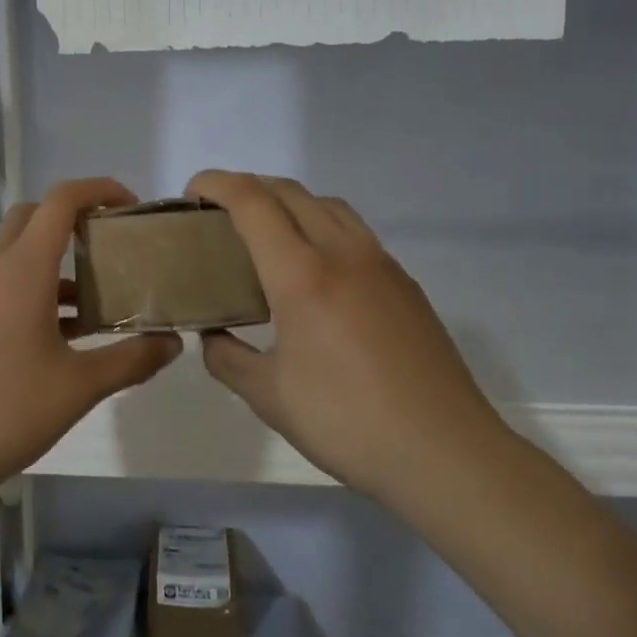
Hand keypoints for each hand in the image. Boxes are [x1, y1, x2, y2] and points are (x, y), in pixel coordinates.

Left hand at [0, 178, 179, 503]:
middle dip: (73, 218)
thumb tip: (173, 344)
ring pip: (15, 251)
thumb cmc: (6, 410)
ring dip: (53, 257)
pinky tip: (61, 331)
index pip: (61, 201)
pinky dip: (34, 286)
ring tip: (95, 295)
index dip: (99, 190)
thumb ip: (132, 360)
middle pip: (33, 216)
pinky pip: (2, 281)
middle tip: (110, 245)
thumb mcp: (80, 386)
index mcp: (23, 268)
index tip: (131, 207)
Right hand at [185, 170, 506, 502]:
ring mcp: (381, 265)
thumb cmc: (346, 422)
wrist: (444, 451)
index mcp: (302, 274)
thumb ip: (228, 358)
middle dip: (249, 188)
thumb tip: (213, 338)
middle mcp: (343, 253)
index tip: (192, 193)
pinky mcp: (405, 284)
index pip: (253, 202)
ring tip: (268, 237)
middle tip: (221, 215)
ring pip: (329, 206)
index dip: (217, 184)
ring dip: (290, 203)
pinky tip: (317, 273)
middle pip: (291, 192)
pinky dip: (323, 228)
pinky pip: (355, 233)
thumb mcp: (269, 396)